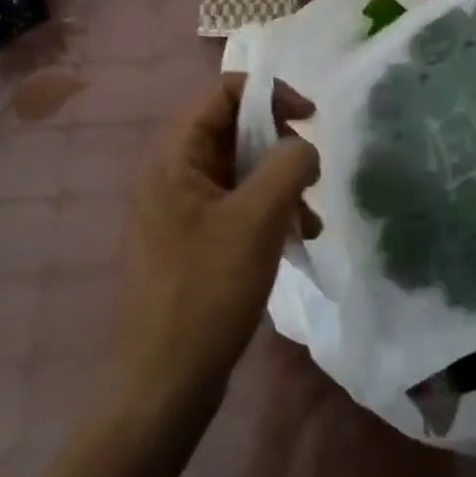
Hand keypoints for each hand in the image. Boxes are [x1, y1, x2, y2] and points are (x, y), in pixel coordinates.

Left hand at [115, 75, 319, 412]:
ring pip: (241, 169)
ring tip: (310, 217)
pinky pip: (237, 204)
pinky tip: (297, 239)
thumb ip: (289, 164)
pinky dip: (269, 210)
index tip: (309, 118)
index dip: (270, 94)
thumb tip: (304, 147)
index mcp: (175, 155)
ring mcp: (181, 209)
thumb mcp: (259, 218)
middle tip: (311, 171)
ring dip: (281, 182)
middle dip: (280, 143)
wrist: (164, 385)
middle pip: (235, 128)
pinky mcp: (193, 241)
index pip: (224, 91)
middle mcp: (173, 173)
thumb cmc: (207, 289)